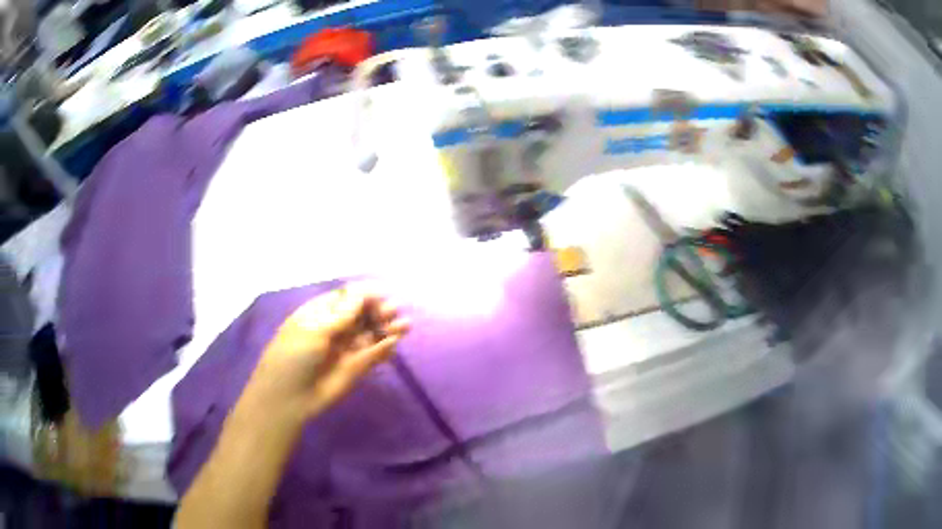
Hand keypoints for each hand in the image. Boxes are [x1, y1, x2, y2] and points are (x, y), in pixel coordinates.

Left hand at [247, 284, 409, 418]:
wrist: (289, 398)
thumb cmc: (293, 357)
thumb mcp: (315, 330)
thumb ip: (342, 314)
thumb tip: (362, 291)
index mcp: (319, 313)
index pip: (345, 298)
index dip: (363, 295)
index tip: (380, 294)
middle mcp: (334, 328)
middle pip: (361, 314)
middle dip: (378, 310)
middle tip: (394, 311)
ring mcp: (346, 349)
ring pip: (371, 333)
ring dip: (387, 327)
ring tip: (405, 325)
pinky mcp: (356, 368)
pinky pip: (373, 354)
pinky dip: (385, 348)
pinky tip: (395, 342)